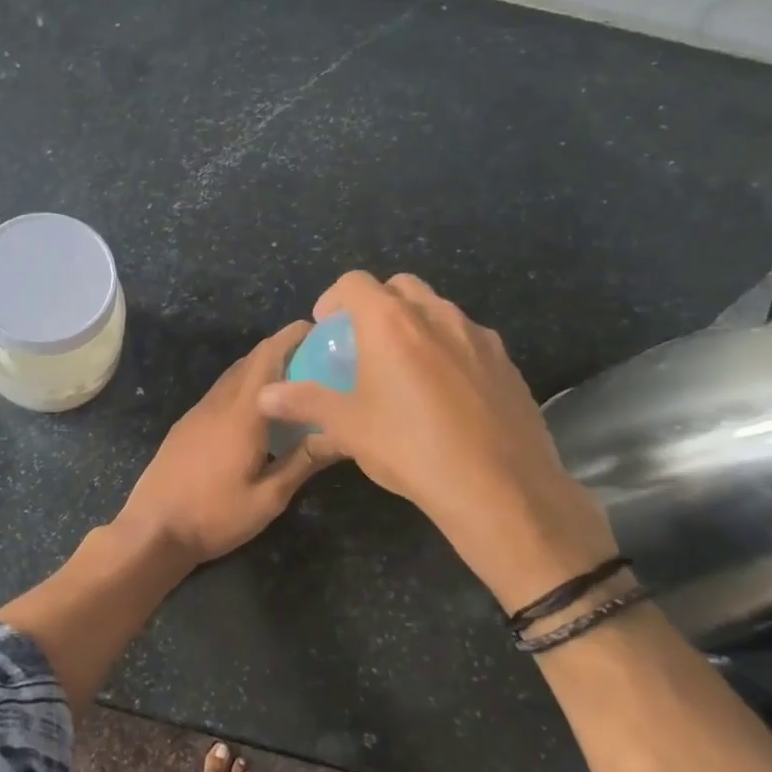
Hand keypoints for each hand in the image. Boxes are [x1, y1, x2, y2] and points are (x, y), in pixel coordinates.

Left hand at [116, 322, 331, 565]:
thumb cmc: (214, 516)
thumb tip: (342, 434)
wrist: (153, 530)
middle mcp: (218, 402)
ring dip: (262, 369)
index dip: (293, 337)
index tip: (321, 331)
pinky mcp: (186, 426)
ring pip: (234, 376)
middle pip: (251, 361)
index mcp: (241, 413)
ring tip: (295, 383)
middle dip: (283, 350)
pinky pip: (221, 393)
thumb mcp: (268, 498)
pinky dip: (245, 388)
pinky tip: (260, 412)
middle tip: (318, 359)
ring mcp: (198, 412)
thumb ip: (303, 462)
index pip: (268, 357)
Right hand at [256, 272, 615, 609]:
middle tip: (363, 342)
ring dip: (415, 324)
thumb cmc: (409, 447)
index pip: (355, 283)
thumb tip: (264, 395)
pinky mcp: (507, 363)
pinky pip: (469, 341)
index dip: (334, 298)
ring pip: (439, 311)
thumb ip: (305, 402)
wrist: (498, 488)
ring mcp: (478, 337)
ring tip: (403, 368)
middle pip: (400, 287)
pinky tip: (445, 394)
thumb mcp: (348, 426)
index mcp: (391, 322)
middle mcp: (437, 315)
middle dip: (377, 304)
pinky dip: (448, 350)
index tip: (326, 326)